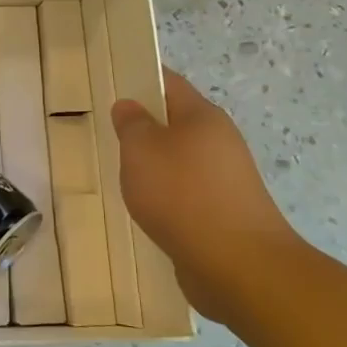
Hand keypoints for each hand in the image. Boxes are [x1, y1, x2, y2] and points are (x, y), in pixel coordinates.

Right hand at [110, 68, 299, 326]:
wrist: (239, 266)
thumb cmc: (183, 195)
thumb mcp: (141, 150)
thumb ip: (131, 124)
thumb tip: (129, 106)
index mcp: (203, 116)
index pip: (169, 82)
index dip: (141, 79)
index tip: (111, 84)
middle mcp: (220, 142)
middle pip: (176, 123)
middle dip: (144, 127)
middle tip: (107, 134)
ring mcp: (226, 180)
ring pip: (180, 161)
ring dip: (154, 166)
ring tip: (120, 176)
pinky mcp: (225, 214)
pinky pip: (187, 194)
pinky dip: (166, 197)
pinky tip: (145, 211)